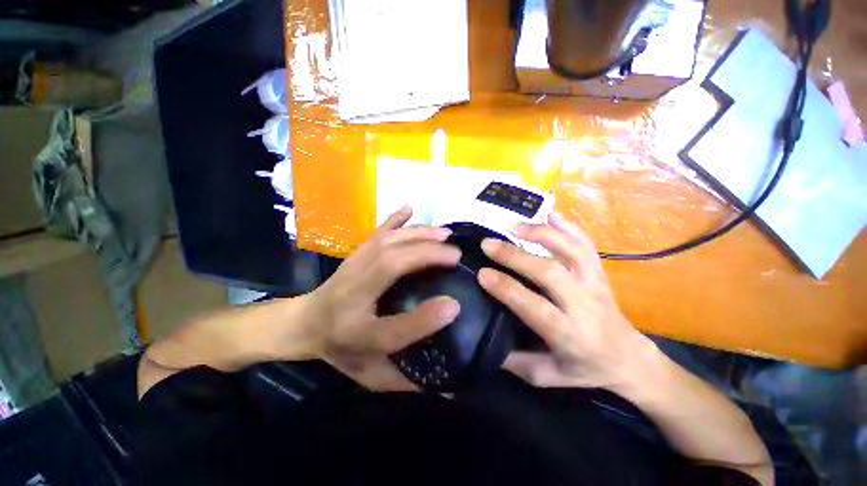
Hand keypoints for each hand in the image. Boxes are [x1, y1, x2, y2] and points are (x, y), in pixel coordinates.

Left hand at [307, 206, 461, 390]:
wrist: (303, 323)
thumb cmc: (339, 346)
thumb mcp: (368, 371)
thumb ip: (403, 378)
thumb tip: (448, 383)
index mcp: (353, 327)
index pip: (390, 326)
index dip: (424, 317)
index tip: (455, 304)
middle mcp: (353, 290)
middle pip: (391, 264)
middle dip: (428, 255)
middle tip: (456, 255)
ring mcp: (354, 265)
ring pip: (388, 242)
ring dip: (418, 234)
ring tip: (444, 233)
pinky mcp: (357, 253)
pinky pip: (377, 232)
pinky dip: (394, 218)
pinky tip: (410, 208)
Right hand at [478, 211, 651, 388]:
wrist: (629, 358)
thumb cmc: (586, 369)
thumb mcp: (548, 377)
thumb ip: (516, 361)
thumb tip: (486, 339)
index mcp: (569, 333)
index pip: (534, 306)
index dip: (506, 288)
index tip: (483, 273)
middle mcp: (584, 304)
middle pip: (549, 272)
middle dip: (515, 256)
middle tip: (488, 243)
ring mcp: (595, 283)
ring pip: (571, 250)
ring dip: (541, 234)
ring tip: (513, 225)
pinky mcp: (599, 272)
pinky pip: (586, 243)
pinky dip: (568, 225)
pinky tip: (549, 213)